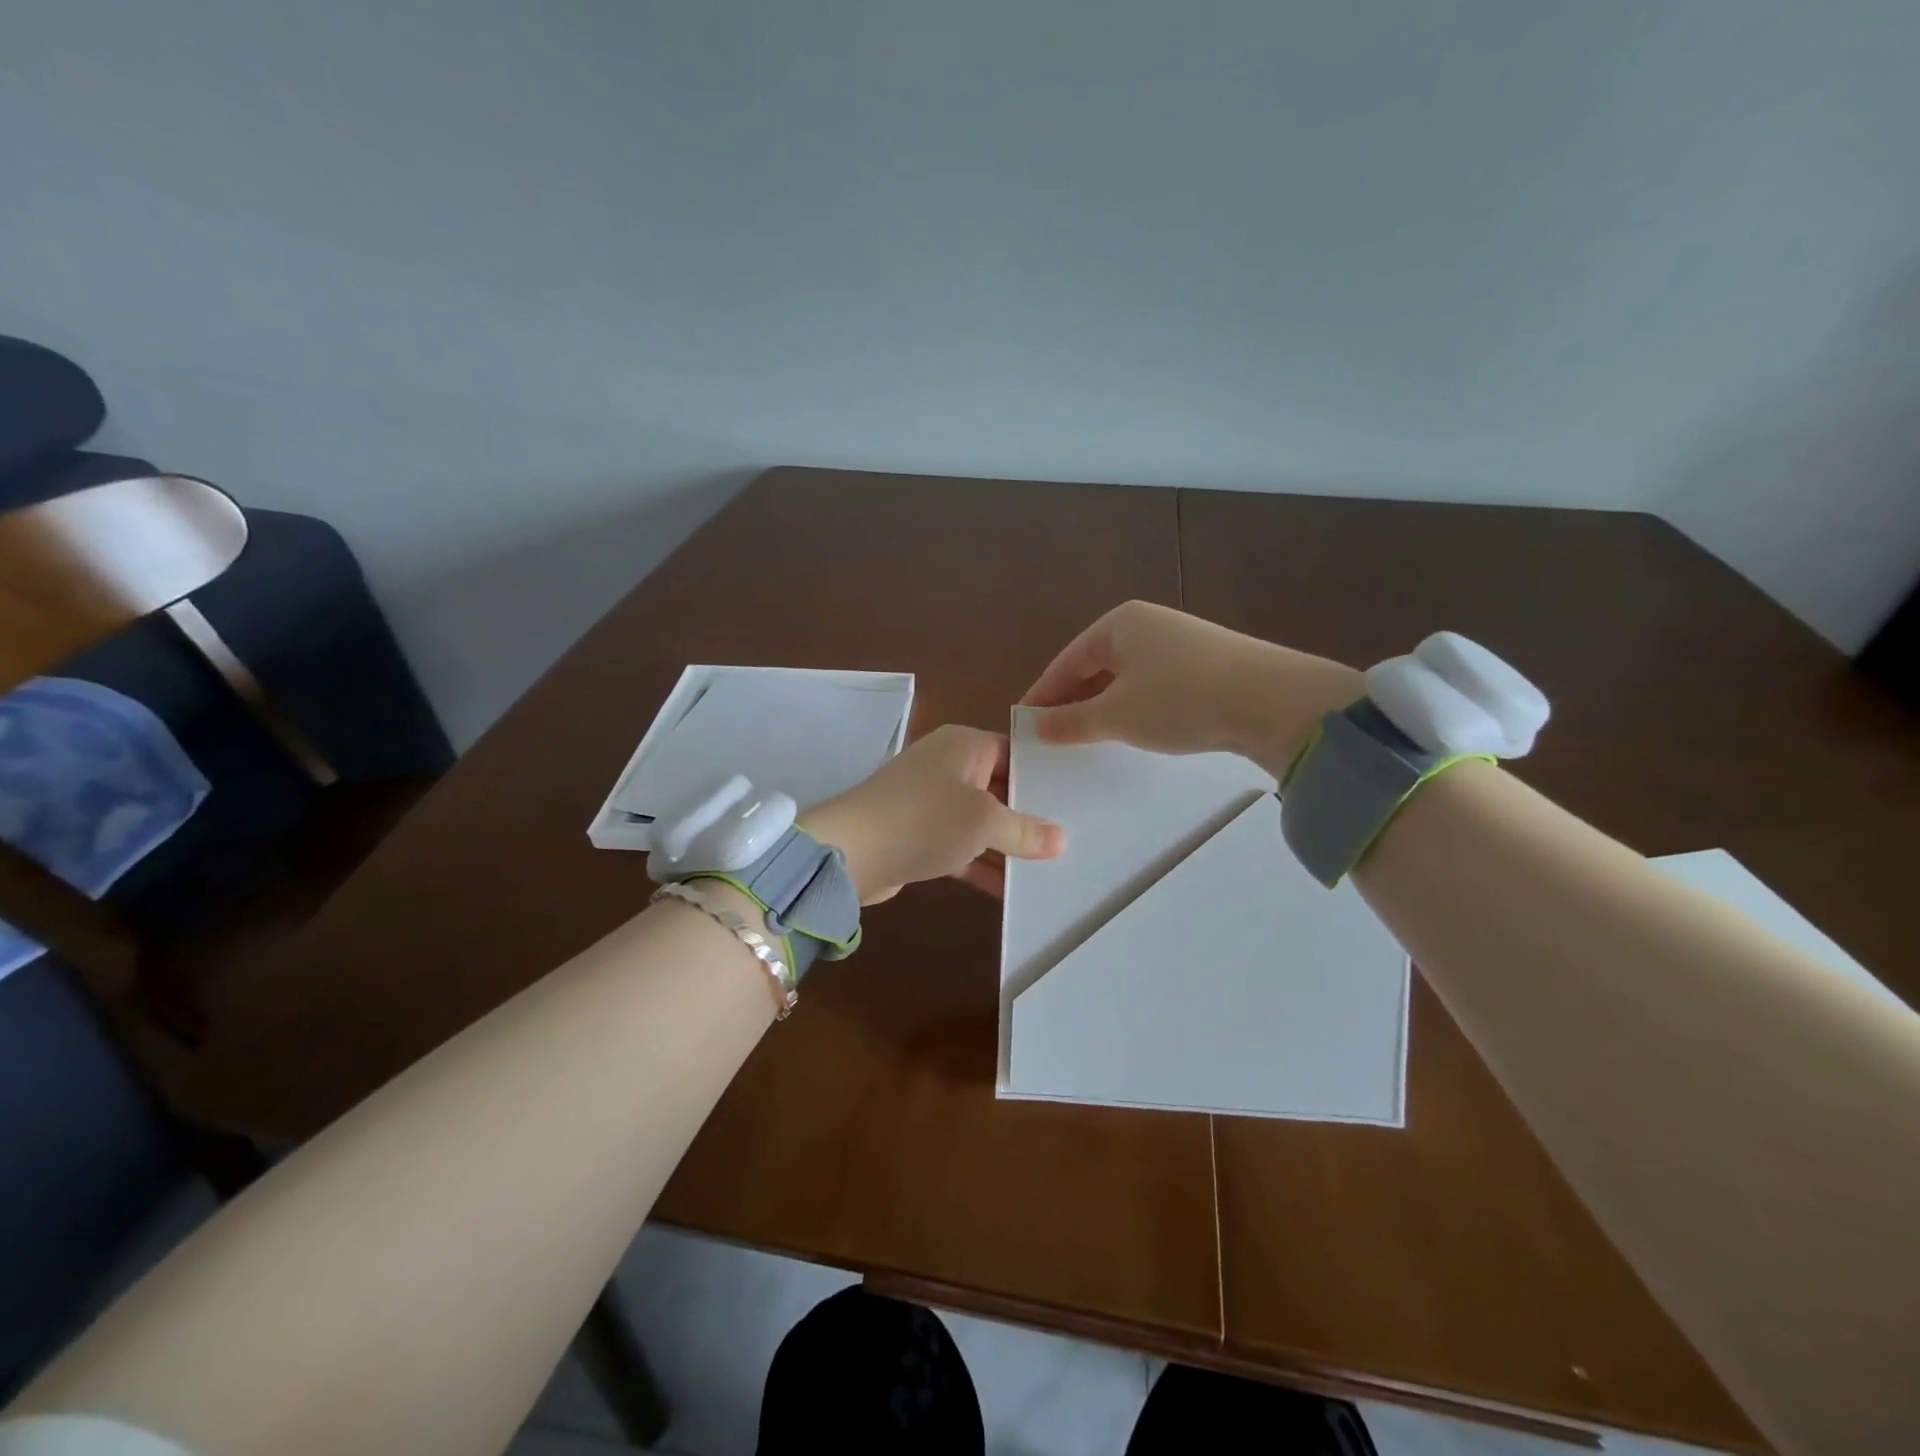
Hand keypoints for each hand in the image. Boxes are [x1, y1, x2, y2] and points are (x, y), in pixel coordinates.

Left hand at [802, 725, 1064, 902]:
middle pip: (1000, 789)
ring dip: (1006, 846)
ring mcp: (931, 801)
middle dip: (1029, 818)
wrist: (850, 852)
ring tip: (1049, 871)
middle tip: (1072, 841)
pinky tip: (1011, 890)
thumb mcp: (984, 822)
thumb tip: (1060, 839)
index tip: (1078, 802)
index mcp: (965, 745)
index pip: (1015, 753)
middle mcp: (948, 766)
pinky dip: (981, 863)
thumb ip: (1025, 830)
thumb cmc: (925, 819)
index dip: (1043, 778)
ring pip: (980, 822)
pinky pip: (960, 845)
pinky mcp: (919, 834)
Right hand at [1019, 601, 1363, 776]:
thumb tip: (1037, 725)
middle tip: (1053, 736)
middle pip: (1095, 666)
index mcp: (1119, 624)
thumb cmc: (1179, 700)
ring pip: (1126, 677)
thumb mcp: (1117, 715)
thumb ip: (1071, 721)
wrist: (1272, 701)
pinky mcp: (1207, 663)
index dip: (1042, 695)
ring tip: (1090, 738)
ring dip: (1105, 707)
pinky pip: (1155, 685)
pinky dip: (1136, 707)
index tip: (1023, 725)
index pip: (1066, 661)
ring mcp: (1180, 642)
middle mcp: (1148, 624)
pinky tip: (1137, 730)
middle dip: (1073, 701)